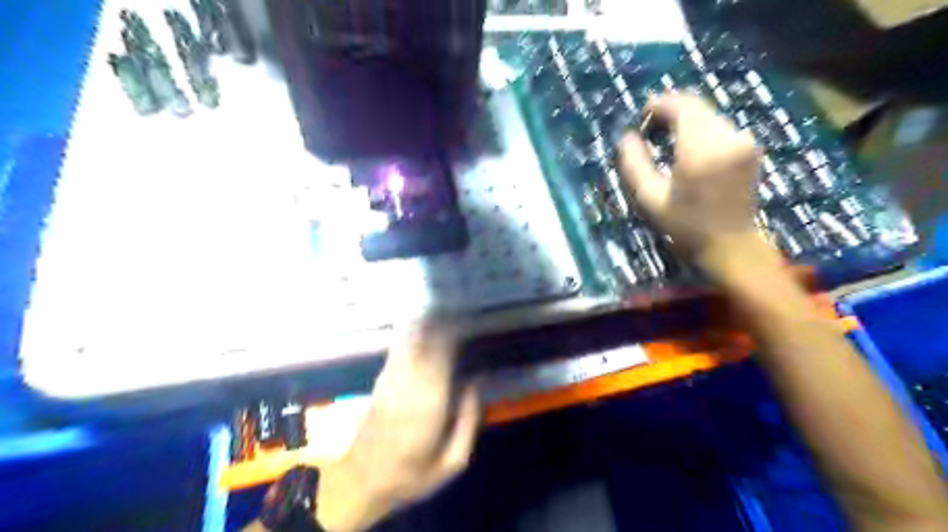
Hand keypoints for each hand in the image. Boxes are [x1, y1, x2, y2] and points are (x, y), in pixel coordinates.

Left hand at [316, 318, 481, 529]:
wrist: (362, 480)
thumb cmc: (412, 474)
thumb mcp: (452, 462)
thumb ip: (469, 420)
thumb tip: (477, 383)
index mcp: (429, 402)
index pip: (443, 353)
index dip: (455, 331)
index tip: (469, 317)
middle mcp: (409, 382)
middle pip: (426, 340)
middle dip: (442, 320)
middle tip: (461, 305)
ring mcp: (391, 378)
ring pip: (410, 339)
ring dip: (427, 321)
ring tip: (444, 307)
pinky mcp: (382, 379)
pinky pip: (399, 347)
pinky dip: (411, 330)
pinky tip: (421, 320)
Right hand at [623, 92, 760, 270]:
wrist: (731, 243)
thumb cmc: (686, 225)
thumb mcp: (650, 199)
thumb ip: (634, 164)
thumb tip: (627, 137)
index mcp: (700, 150)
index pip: (681, 106)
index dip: (658, 104)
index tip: (641, 117)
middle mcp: (727, 137)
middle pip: (696, 105)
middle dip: (670, 110)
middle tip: (650, 130)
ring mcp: (743, 140)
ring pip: (708, 114)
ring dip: (685, 119)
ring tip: (666, 140)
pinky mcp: (750, 146)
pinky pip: (720, 125)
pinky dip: (700, 128)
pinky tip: (688, 148)